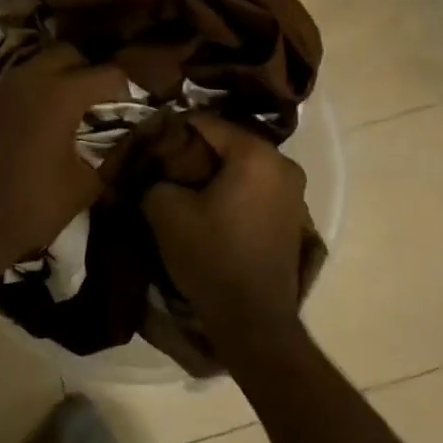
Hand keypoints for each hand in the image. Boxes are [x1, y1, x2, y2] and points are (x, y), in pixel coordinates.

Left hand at [0, 42, 128, 264]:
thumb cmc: (30, 206)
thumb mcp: (84, 186)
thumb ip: (113, 155)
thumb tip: (131, 140)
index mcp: (61, 93)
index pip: (108, 74)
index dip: (129, 88)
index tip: (138, 106)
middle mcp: (31, 78)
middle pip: (70, 53)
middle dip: (91, 70)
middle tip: (105, 101)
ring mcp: (3, 87)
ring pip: (40, 63)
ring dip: (61, 77)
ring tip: (77, 108)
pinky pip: (19, 81)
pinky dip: (37, 89)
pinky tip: (46, 118)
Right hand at [143, 114, 309, 353]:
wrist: (252, 319)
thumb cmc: (211, 255)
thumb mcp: (165, 211)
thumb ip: (155, 177)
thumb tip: (155, 171)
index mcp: (256, 154)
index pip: (206, 123)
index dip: (173, 129)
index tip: (148, 141)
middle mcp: (283, 164)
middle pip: (228, 143)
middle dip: (194, 150)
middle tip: (163, 163)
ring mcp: (294, 192)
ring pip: (243, 167)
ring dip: (213, 172)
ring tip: (181, 184)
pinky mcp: (292, 217)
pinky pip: (255, 188)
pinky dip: (232, 190)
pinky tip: (207, 205)